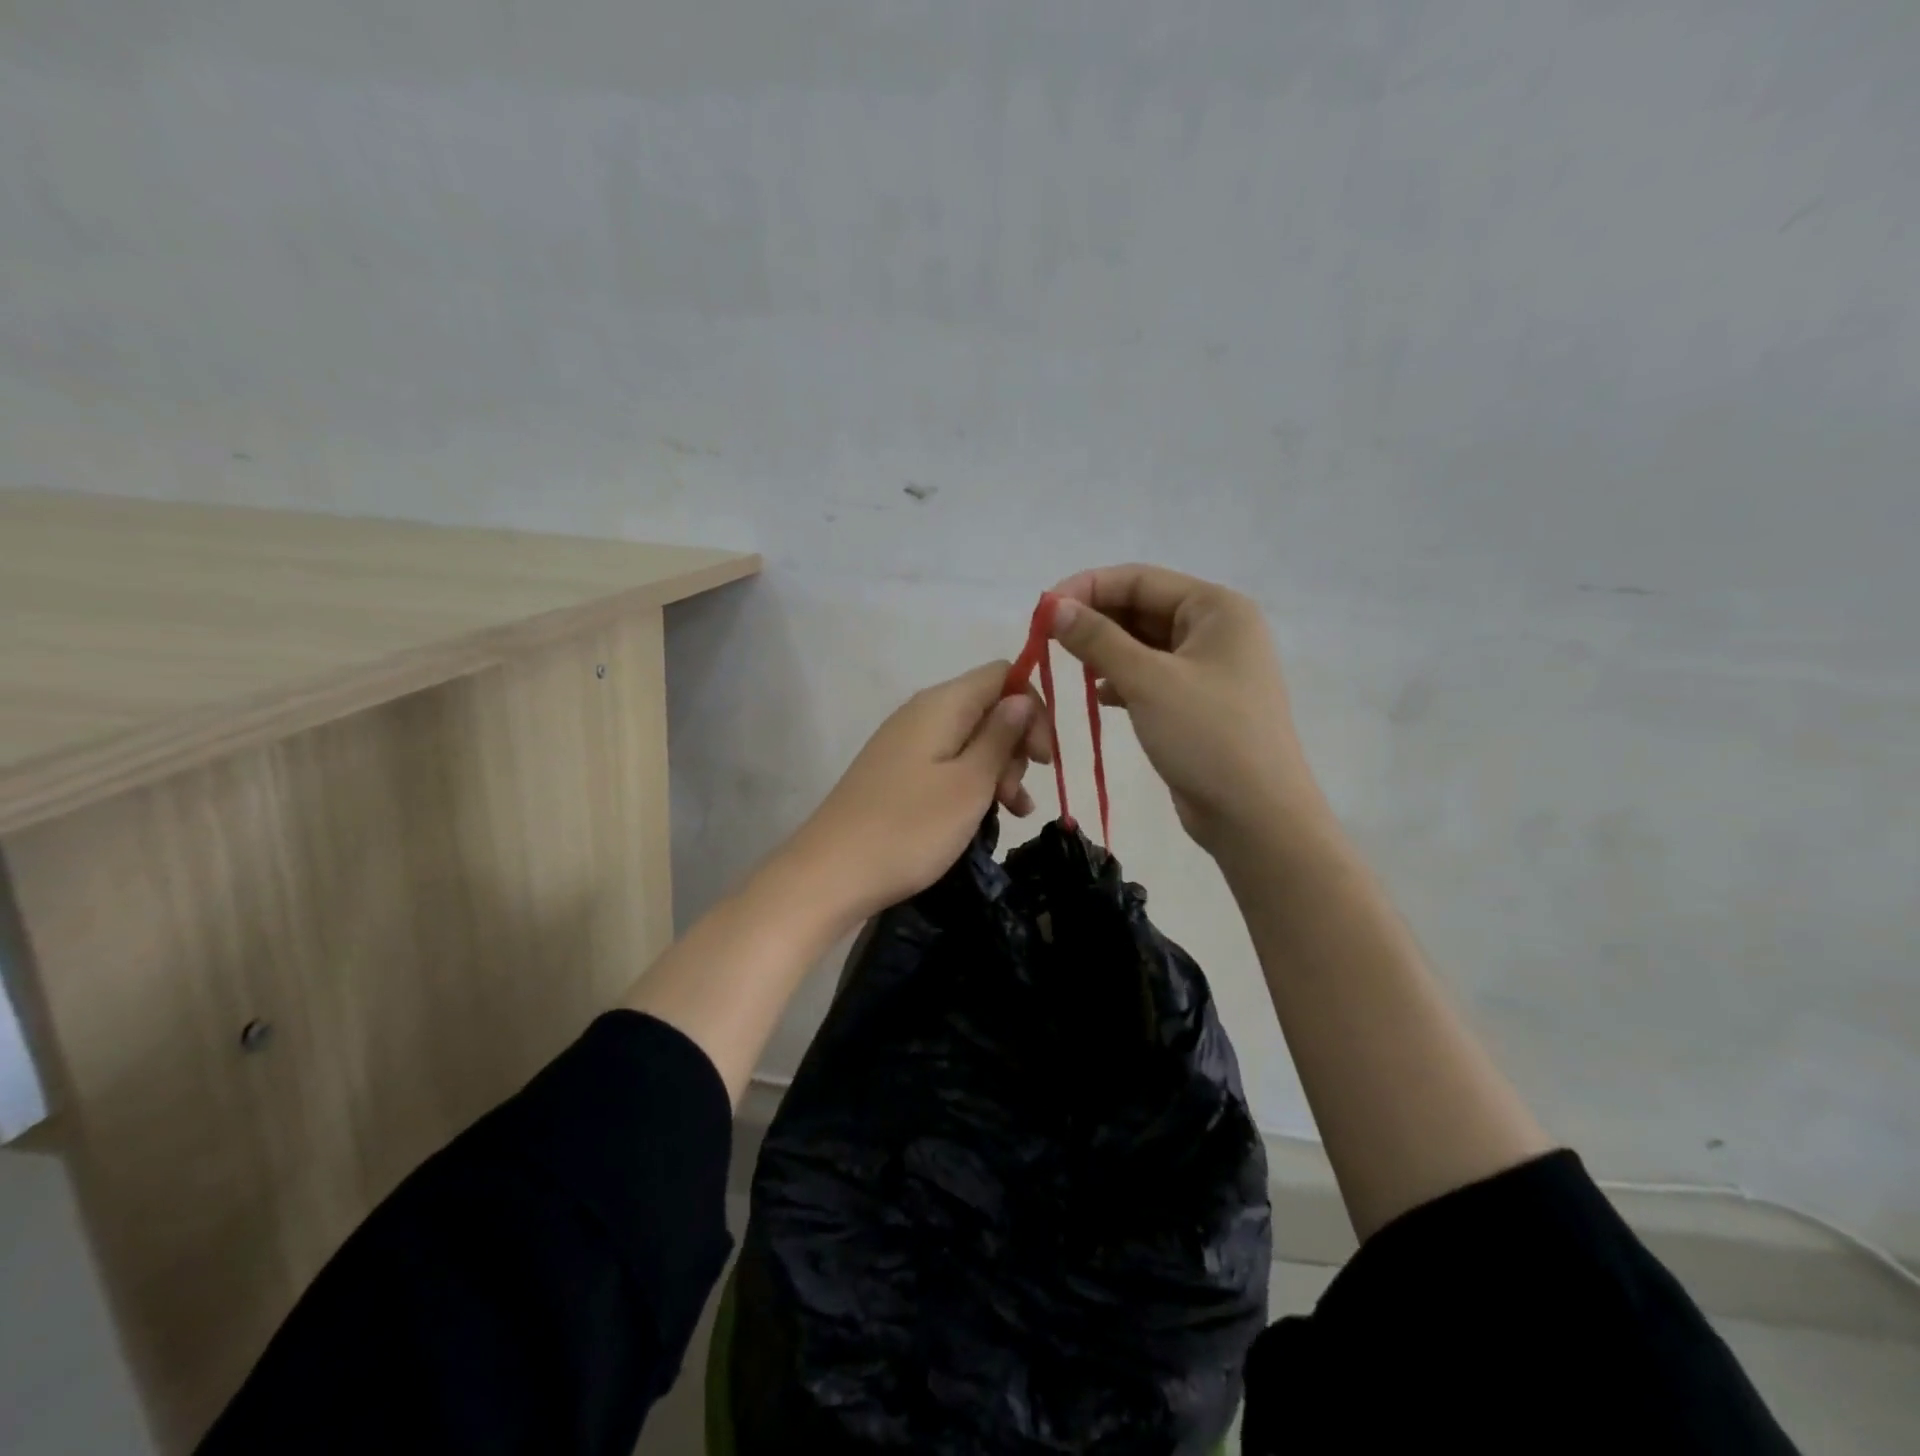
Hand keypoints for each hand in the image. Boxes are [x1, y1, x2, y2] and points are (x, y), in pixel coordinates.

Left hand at [785, 661, 1051, 921]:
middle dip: (1015, 746)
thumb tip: (1020, 700)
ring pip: (970, 740)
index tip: (1042, 758)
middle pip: (987, 708)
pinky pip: (948, 764)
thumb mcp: (969, 784)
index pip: (1002, 675)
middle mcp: (922, 713)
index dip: (1032, 709)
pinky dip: (972, 784)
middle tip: (1016, 794)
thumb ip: (1000, 737)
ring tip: (1012, 813)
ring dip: (998, 770)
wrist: (830, 873)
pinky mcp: (897, 773)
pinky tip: (986, 817)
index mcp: (942, 705)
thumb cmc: (910, 827)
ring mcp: (906, 744)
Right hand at [1049, 564, 1325, 858]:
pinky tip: (1099, 697)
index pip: (1140, 579)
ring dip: (1106, 651)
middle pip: (1142, 608)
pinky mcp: (1198, 702)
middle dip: (1095, 620)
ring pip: (1145, 644)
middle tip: (1048, 640)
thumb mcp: (1148, 681)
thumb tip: (1054, 607)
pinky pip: (1152, 676)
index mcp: (1216, 608)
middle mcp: (1216, 629)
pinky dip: (1123, 680)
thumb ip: (1098, 639)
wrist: (1256, 816)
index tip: (1043, 610)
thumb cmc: (1208, 736)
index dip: (1087, 588)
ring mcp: (1210, 668)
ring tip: (1068, 666)